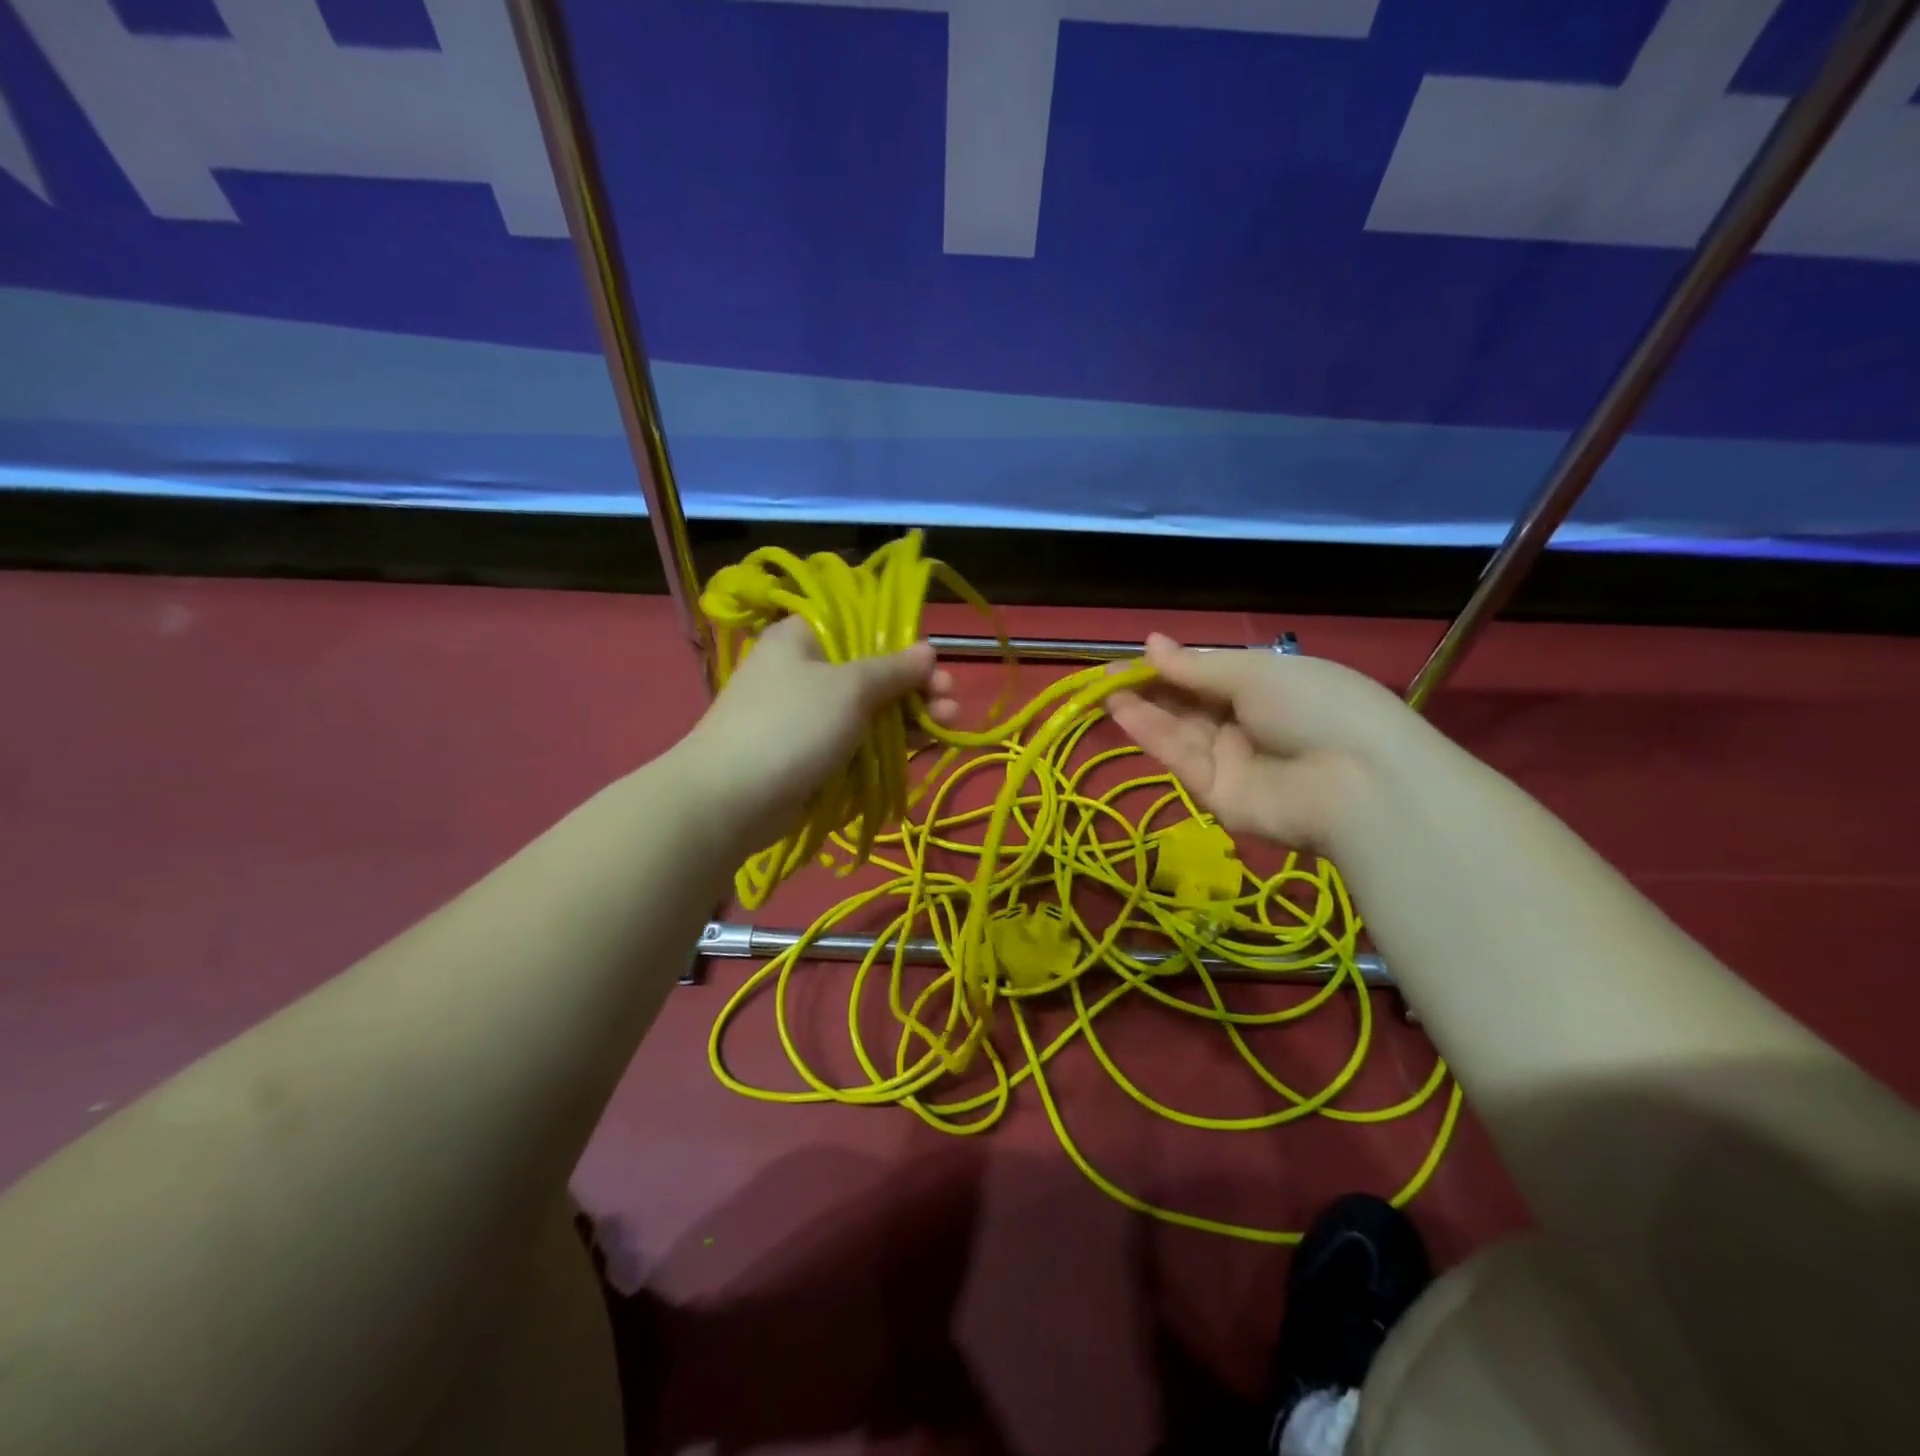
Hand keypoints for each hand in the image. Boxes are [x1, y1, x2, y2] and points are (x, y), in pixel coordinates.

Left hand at [676, 616, 958, 851]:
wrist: (730, 800)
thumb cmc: (791, 727)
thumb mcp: (849, 688)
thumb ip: (892, 669)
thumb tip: (927, 650)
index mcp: (804, 636)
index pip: (863, 625)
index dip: (903, 641)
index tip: (934, 664)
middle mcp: (805, 668)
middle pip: (873, 669)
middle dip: (916, 685)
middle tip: (950, 701)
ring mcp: (808, 713)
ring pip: (870, 707)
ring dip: (911, 714)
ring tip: (950, 723)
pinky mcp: (812, 751)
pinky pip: (858, 738)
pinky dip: (889, 740)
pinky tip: (923, 744)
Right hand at [1106, 633, 1415, 851]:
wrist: (1355, 782)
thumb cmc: (1314, 705)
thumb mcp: (1256, 672)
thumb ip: (1197, 666)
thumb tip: (1151, 643)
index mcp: (1270, 689)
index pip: (1212, 676)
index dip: (1175, 666)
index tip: (1138, 655)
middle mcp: (1249, 724)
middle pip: (1191, 705)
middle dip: (1152, 688)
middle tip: (1108, 674)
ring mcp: (1233, 762)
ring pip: (1180, 732)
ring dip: (1144, 710)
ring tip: (1105, 689)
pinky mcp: (1217, 795)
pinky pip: (1181, 759)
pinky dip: (1151, 735)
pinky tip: (1122, 711)